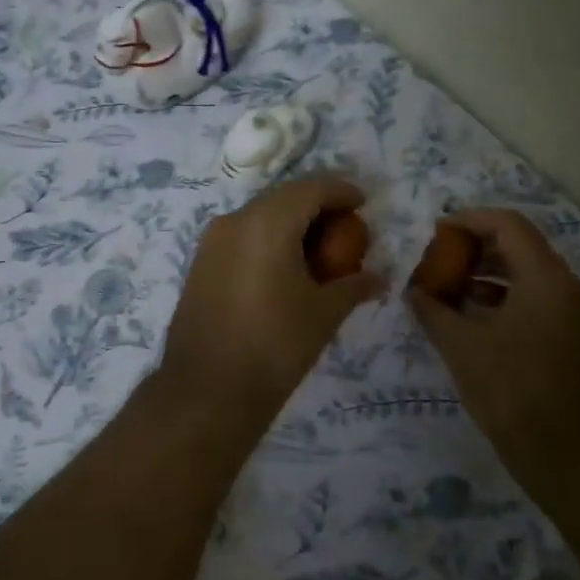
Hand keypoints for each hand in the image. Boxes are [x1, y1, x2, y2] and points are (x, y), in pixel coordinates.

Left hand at [161, 177, 384, 427]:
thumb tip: (380, 278)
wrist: (207, 390)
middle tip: (345, 227)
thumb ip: (353, 286)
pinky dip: (267, 241)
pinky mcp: (200, 265)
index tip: (363, 202)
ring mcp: (211, 242)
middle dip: (316, 206)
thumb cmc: (275, 345)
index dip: (340, 191)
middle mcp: (235, 221)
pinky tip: (285, 268)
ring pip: (259, 217)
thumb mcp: (324, 313)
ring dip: (290, 224)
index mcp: (267, 223)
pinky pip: (241, 237)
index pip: (310, 188)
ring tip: (318, 250)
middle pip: (283, 198)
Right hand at [407, 209, 579, 483]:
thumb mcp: (463, 348)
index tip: (437, 232)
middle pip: (520, 247)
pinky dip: (505, 301)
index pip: (508, 225)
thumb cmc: (516, 394)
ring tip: (447, 290)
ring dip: (488, 276)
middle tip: (438, 261)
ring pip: (529, 277)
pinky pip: (537, 302)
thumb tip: (414, 291)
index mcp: (547, 279)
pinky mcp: (576, 340)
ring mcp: (577, 315)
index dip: (469, 220)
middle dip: (475, 249)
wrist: (577, 461)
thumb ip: (434, 311)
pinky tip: (472, 320)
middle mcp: (569, 288)